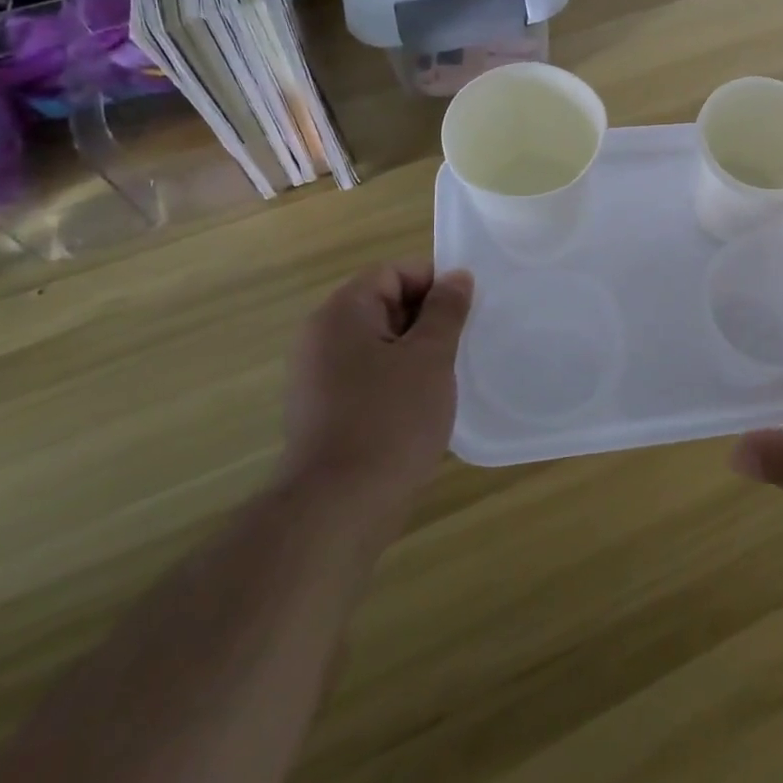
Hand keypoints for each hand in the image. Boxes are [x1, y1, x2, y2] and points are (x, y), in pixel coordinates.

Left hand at [282, 262, 474, 503]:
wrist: (337, 510)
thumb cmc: (390, 419)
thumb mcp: (430, 357)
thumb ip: (446, 310)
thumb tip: (457, 276)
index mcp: (342, 313)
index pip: (392, 272)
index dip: (433, 283)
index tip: (466, 310)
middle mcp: (321, 337)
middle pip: (383, 304)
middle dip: (426, 319)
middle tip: (462, 344)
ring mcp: (317, 377)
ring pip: (378, 344)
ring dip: (414, 353)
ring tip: (446, 376)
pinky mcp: (322, 413)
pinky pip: (366, 377)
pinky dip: (396, 381)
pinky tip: (421, 407)